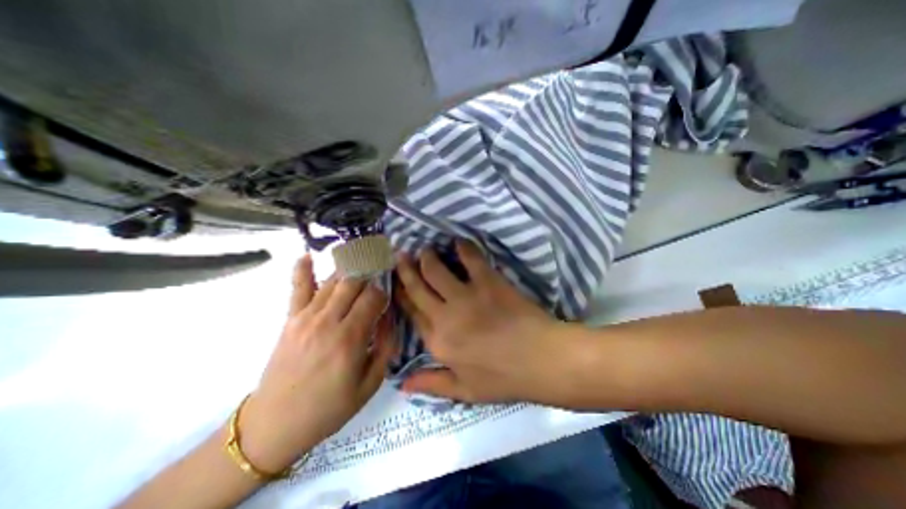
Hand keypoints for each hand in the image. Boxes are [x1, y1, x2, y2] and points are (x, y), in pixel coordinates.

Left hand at [240, 256, 392, 471]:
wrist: (275, 425)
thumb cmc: (330, 407)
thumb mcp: (371, 383)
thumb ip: (386, 345)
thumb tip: (389, 316)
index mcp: (350, 338)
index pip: (373, 297)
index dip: (384, 293)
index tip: (386, 301)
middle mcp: (328, 320)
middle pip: (354, 282)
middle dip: (370, 276)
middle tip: (377, 278)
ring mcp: (306, 317)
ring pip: (333, 281)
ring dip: (350, 270)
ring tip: (361, 263)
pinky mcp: (291, 319)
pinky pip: (297, 287)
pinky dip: (303, 269)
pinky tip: (307, 255)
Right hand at [397, 241, 571, 405]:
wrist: (541, 360)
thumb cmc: (504, 378)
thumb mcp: (465, 391)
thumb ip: (431, 384)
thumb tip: (400, 384)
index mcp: (438, 341)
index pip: (411, 312)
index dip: (401, 294)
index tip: (396, 282)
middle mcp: (445, 316)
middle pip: (418, 287)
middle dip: (406, 269)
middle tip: (401, 255)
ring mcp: (466, 296)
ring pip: (436, 270)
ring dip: (428, 257)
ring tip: (426, 250)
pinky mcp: (488, 282)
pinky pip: (470, 259)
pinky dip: (463, 248)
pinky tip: (458, 242)